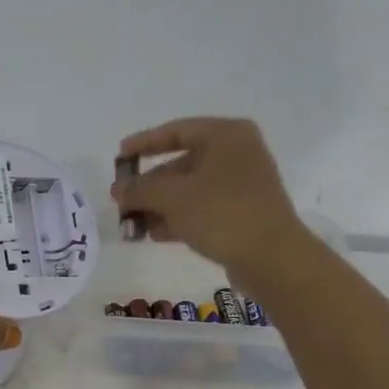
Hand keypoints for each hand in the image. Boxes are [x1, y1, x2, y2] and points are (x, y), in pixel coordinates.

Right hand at [112, 117, 315, 288]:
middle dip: (149, 185)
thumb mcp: (172, 197)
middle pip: (182, 163)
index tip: (119, 158)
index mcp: (225, 135)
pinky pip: (202, 209)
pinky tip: (154, 234)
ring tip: (132, 223)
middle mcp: (237, 153)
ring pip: (190, 189)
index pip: (176, 131)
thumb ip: (140, 190)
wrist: (271, 257)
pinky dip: (178, 218)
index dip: (143, 143)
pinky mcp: (243, 213)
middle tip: (122, 200)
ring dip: (159, 205)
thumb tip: (117, 190)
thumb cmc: (221, 213)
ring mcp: (242, 185)